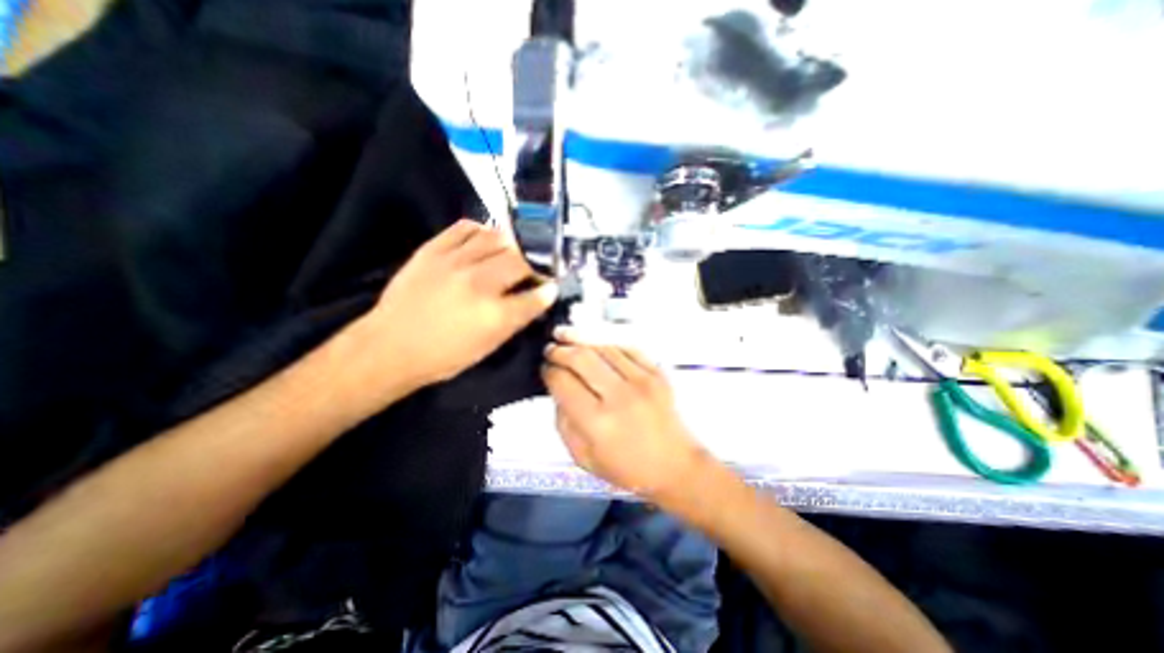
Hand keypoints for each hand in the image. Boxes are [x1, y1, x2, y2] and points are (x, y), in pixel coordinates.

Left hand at [356, 219, 554, 392]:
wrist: (390, 346)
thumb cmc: (444, 356)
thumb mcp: (488, 346)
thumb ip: (517, 319)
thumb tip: (539, 298)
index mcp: (494, 315)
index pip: (536, 296)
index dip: (548, 290)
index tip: (552, 286)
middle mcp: (479, 284)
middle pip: (521, 260)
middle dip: (536, 263)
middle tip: (535, 268)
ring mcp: (455, 262)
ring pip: (497, 237)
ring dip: (513, 243)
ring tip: (514, 251)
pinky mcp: (433, 250)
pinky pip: (465, 228)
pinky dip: (482, 231)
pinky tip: (485, 240)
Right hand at [544, 330, 708, 503]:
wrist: (676, 465)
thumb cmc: (627, 468)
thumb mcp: (583, 457)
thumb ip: (563, 421)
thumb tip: (557, 389)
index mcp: (597, 422)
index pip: (563, 382)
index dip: (548, 371)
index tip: (544, 368)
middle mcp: (619, 395)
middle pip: (581, 357)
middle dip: (560, 350)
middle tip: (551, 349)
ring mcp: (642, 380)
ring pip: (603, 347)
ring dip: (581, 340)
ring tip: (567, 337)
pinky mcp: (658, 372)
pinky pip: (627, 347)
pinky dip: (608, 342)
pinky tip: (597, 344)